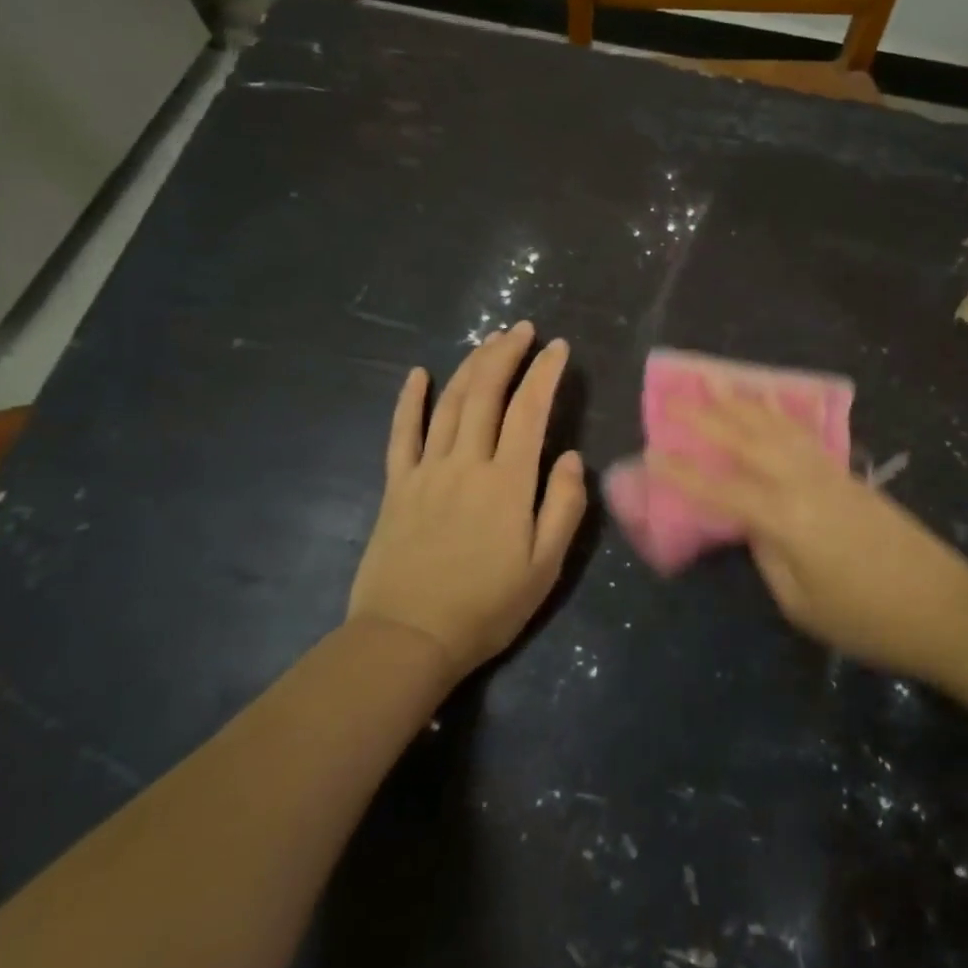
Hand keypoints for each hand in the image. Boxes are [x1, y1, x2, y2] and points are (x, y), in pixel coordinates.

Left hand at [348, 322, 587, 679]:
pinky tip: (417, 374)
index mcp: (507, 481)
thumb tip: (570, 457)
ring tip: (488, 341)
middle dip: (506, 354)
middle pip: (485, 394)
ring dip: (470, 367)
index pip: (529, 411)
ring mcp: (426, 471)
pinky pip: (402, 434)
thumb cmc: (486, 606)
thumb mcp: (544, 566)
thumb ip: (563, 506)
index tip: (557, 347)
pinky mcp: (397, 486)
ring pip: (449, 404)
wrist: (408, 639)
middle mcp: (466, 463)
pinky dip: (409, 401)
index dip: (544, 373)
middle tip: (521, 329)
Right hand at [650, 396, 967, 679]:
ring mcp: (828, 471)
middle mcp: (802, 482)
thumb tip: (752, 522)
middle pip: (745, 440)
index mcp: (785, 518)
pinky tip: (769, 401)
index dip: (681, 471)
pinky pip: (802, 432)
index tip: (648, 451)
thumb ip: (767, 554)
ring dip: (741, 402)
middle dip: (705, 416)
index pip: (720, 488)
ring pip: (775, 426)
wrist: (944, 607)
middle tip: (671, 395)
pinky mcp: (846, 473)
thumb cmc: (867, 619)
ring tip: (714, 380)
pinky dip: (779, 412)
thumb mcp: (800, 603)